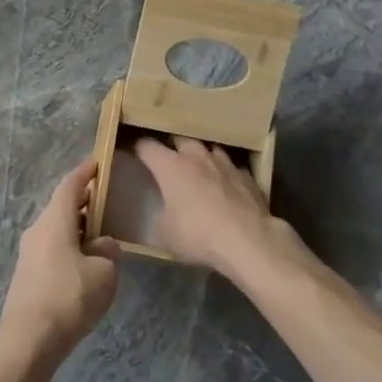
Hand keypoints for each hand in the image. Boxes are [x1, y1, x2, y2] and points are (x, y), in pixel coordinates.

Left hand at [0, 160, 119, 361]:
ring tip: (99, 234)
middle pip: (61, 206)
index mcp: (54, 220)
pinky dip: (68, 246)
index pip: (69, 185)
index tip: (97, 163)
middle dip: (83, 202)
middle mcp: (37, 229)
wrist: (28, 340)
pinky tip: (84, 263)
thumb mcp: (104, 273)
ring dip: (76, 227)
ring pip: (56, 229)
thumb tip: (102, 244)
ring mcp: (28, 253)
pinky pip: (51, 248)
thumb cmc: (69, 297)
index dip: (84, 172)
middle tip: (105, 201)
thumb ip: (107, 252)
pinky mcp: (27, 275)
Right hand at [134, 137, 302, 279]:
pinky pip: (231, 168)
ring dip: (202, 158)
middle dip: (173, 148)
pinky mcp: (247, 176)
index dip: (138, 148)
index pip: (147, 146)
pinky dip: (225, 174)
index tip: (133, 152)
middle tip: (169, 162)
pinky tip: (226, 186)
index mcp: (170, 166)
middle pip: (180, 140)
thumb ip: (159, 218)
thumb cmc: (198, 234)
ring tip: (200, 170)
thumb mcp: (165, 235)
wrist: (248, 240)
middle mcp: (196, 156)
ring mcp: (224, 163)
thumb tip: (161, 214)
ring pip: (209, 149)